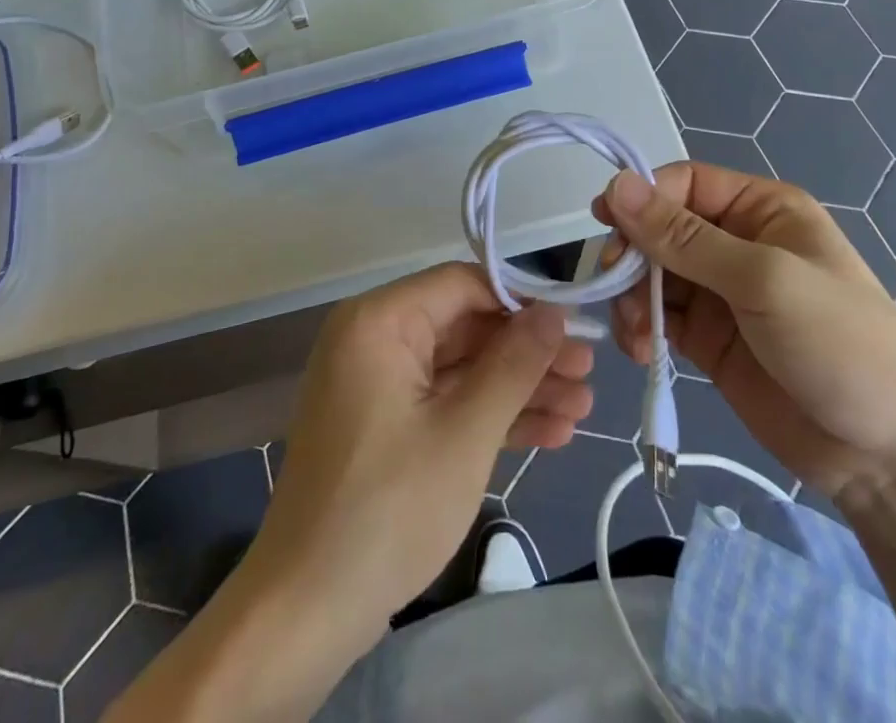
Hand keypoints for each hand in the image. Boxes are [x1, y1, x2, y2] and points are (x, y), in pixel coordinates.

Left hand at [242, 262, 593, 654]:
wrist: (306, 611)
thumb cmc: (389, 509)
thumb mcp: (464, 433)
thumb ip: (514, 365)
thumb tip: (554, 312)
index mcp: (379, 321)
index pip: (462, 285)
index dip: (521, 302)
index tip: (574, 325)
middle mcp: (374, 338)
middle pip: (465, 327)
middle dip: (527, 354)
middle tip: (589, 373)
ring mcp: (378, 383)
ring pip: (460, 369)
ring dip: (519, 388)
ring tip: (582, 408)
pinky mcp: (385, 424)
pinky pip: (444, 402)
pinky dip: (489, 417)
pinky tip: (550, 434)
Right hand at [598, 164, 895, 501]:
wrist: (890, 458)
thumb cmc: (840, 344)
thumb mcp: (763, 279)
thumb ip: (684, 237)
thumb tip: (616, 185)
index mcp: (760, 209)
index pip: (683, 185)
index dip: (642, 199)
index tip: (606, 226)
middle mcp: (735, 242)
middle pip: (659, 228)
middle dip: (632, 253)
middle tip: (612, 284)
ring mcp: (719, 293)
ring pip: (651, 273)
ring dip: (630, 295)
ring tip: (634, 332)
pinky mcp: (707, 339)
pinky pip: (656, 316)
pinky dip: (639, 327)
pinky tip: (641, 350)